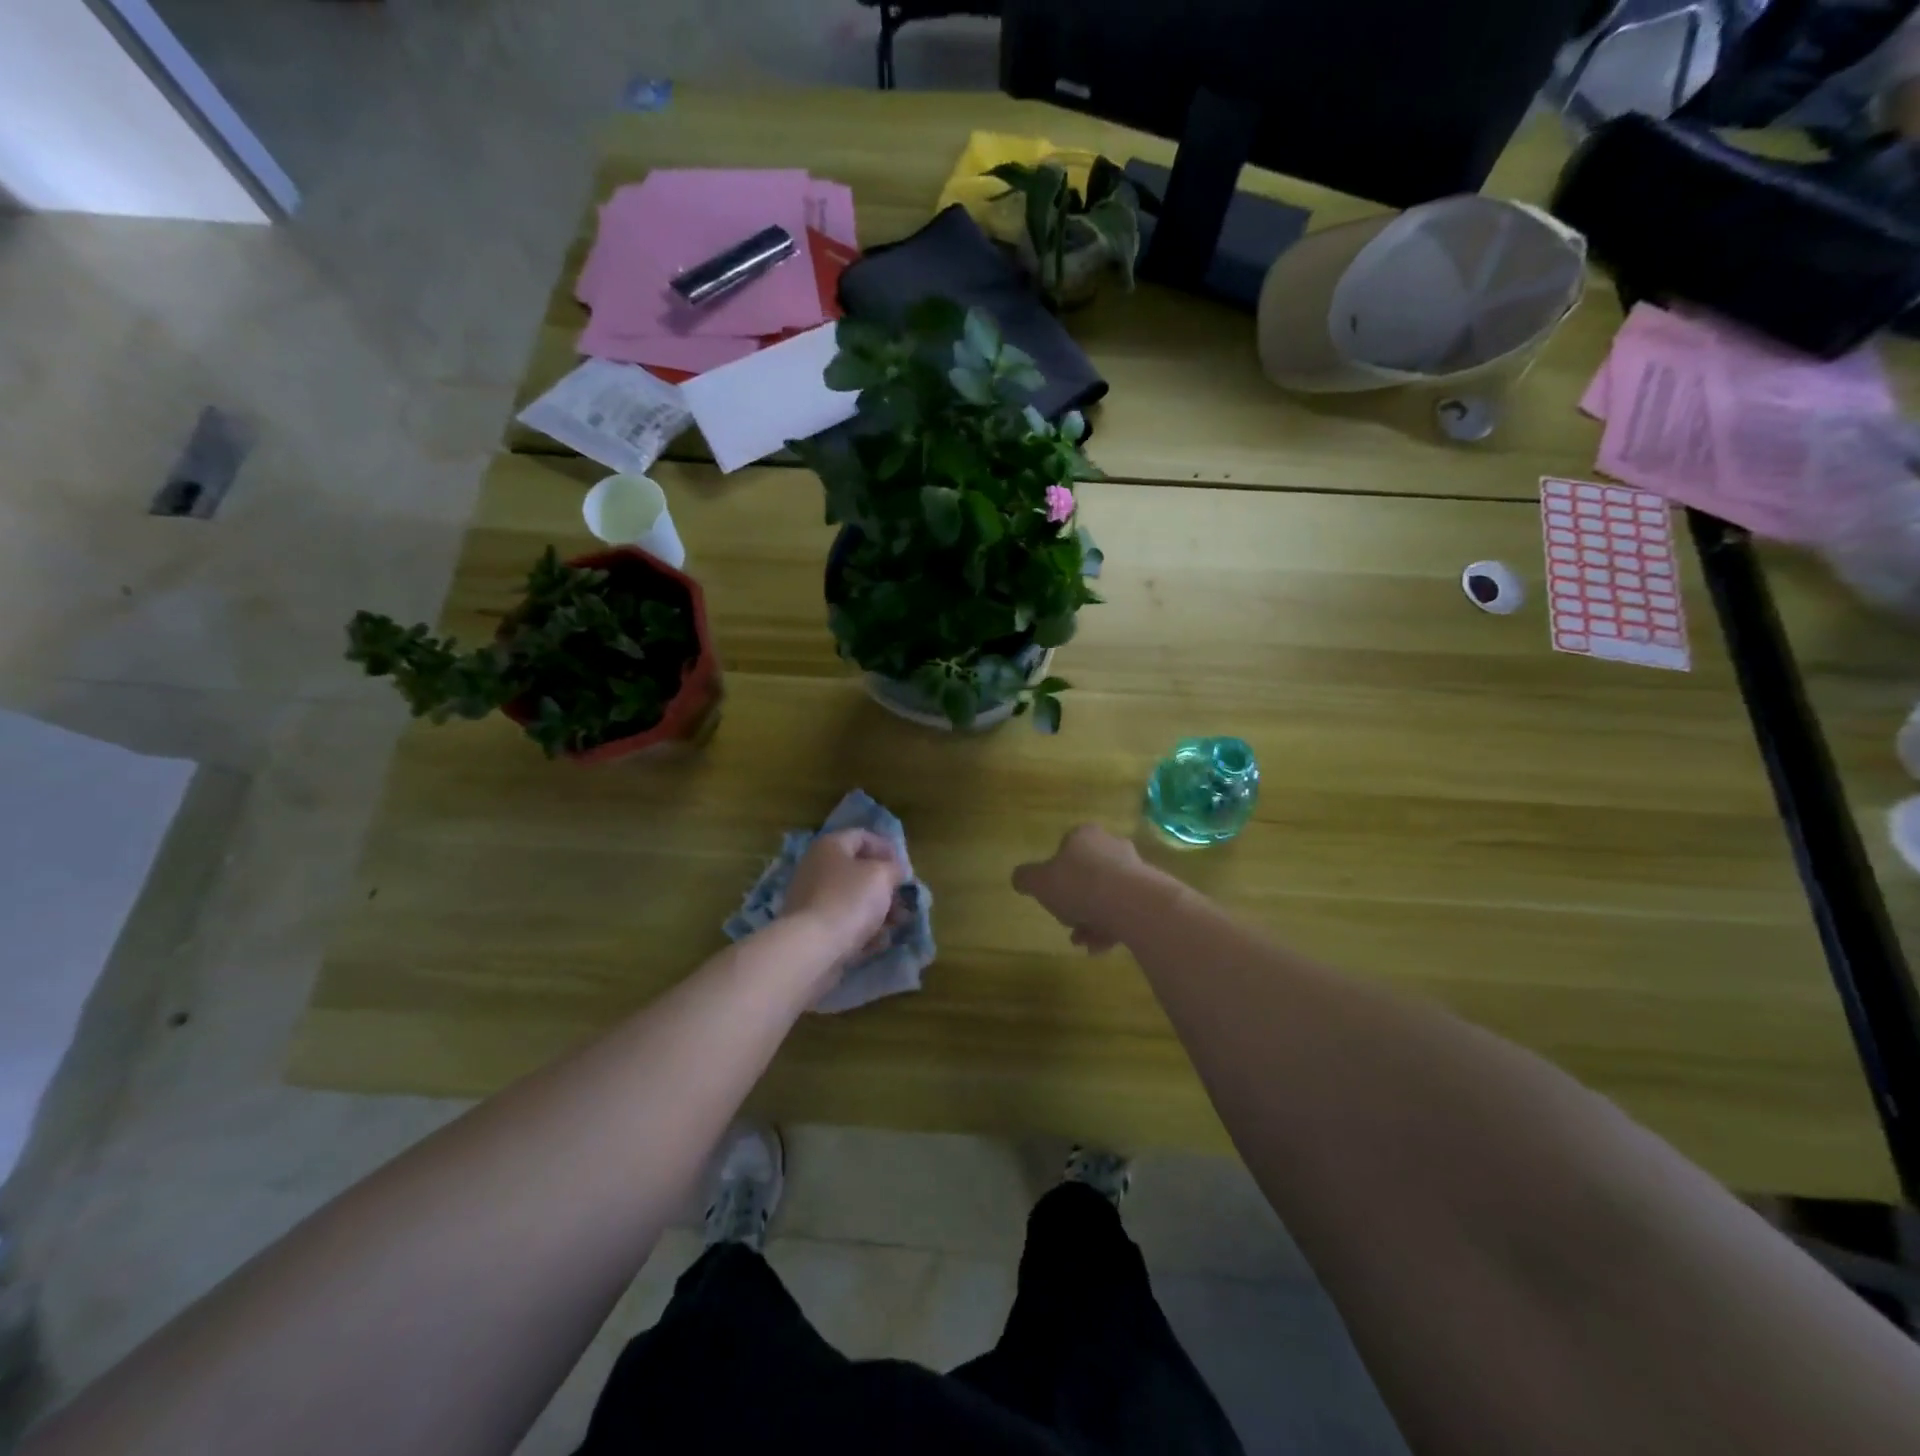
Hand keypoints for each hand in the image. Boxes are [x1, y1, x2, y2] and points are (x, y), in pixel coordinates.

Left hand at [781, 829, 908, 967]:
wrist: (812, 948)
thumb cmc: (850, 899)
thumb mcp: (882, 875)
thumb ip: (894, 868)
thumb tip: (896, 871)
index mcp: (830, 847)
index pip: (862, 836)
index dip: (887, 849)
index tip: (905, 868)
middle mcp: (816, 868)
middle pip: (858, 871)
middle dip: (885, 886)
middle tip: (905, 899)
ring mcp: (811, 900)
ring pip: (852, 900)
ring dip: (878, 911)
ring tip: (898, 924)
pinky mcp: (812, 929)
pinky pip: (844, 924)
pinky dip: (862, 930)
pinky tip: (878, 943)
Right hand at [1012, 824, 1156, 953]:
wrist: (1131, 902)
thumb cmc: (1079, 884)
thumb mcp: (1038, 882)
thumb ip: (1025, 879)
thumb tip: (1019, 879)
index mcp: (1084, 836)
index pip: (1066, 850)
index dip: (1056, 875)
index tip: (1052, 898)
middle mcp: (1112, 846)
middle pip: (1088, 875)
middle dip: (1076, 902)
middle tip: (1068, 924)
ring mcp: (1135, 869)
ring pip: (1107, 896)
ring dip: (1092, 920)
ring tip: (1084, 943)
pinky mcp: (1151, 893)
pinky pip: (1125, 911)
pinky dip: (1111, 928)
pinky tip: (1100, 947)